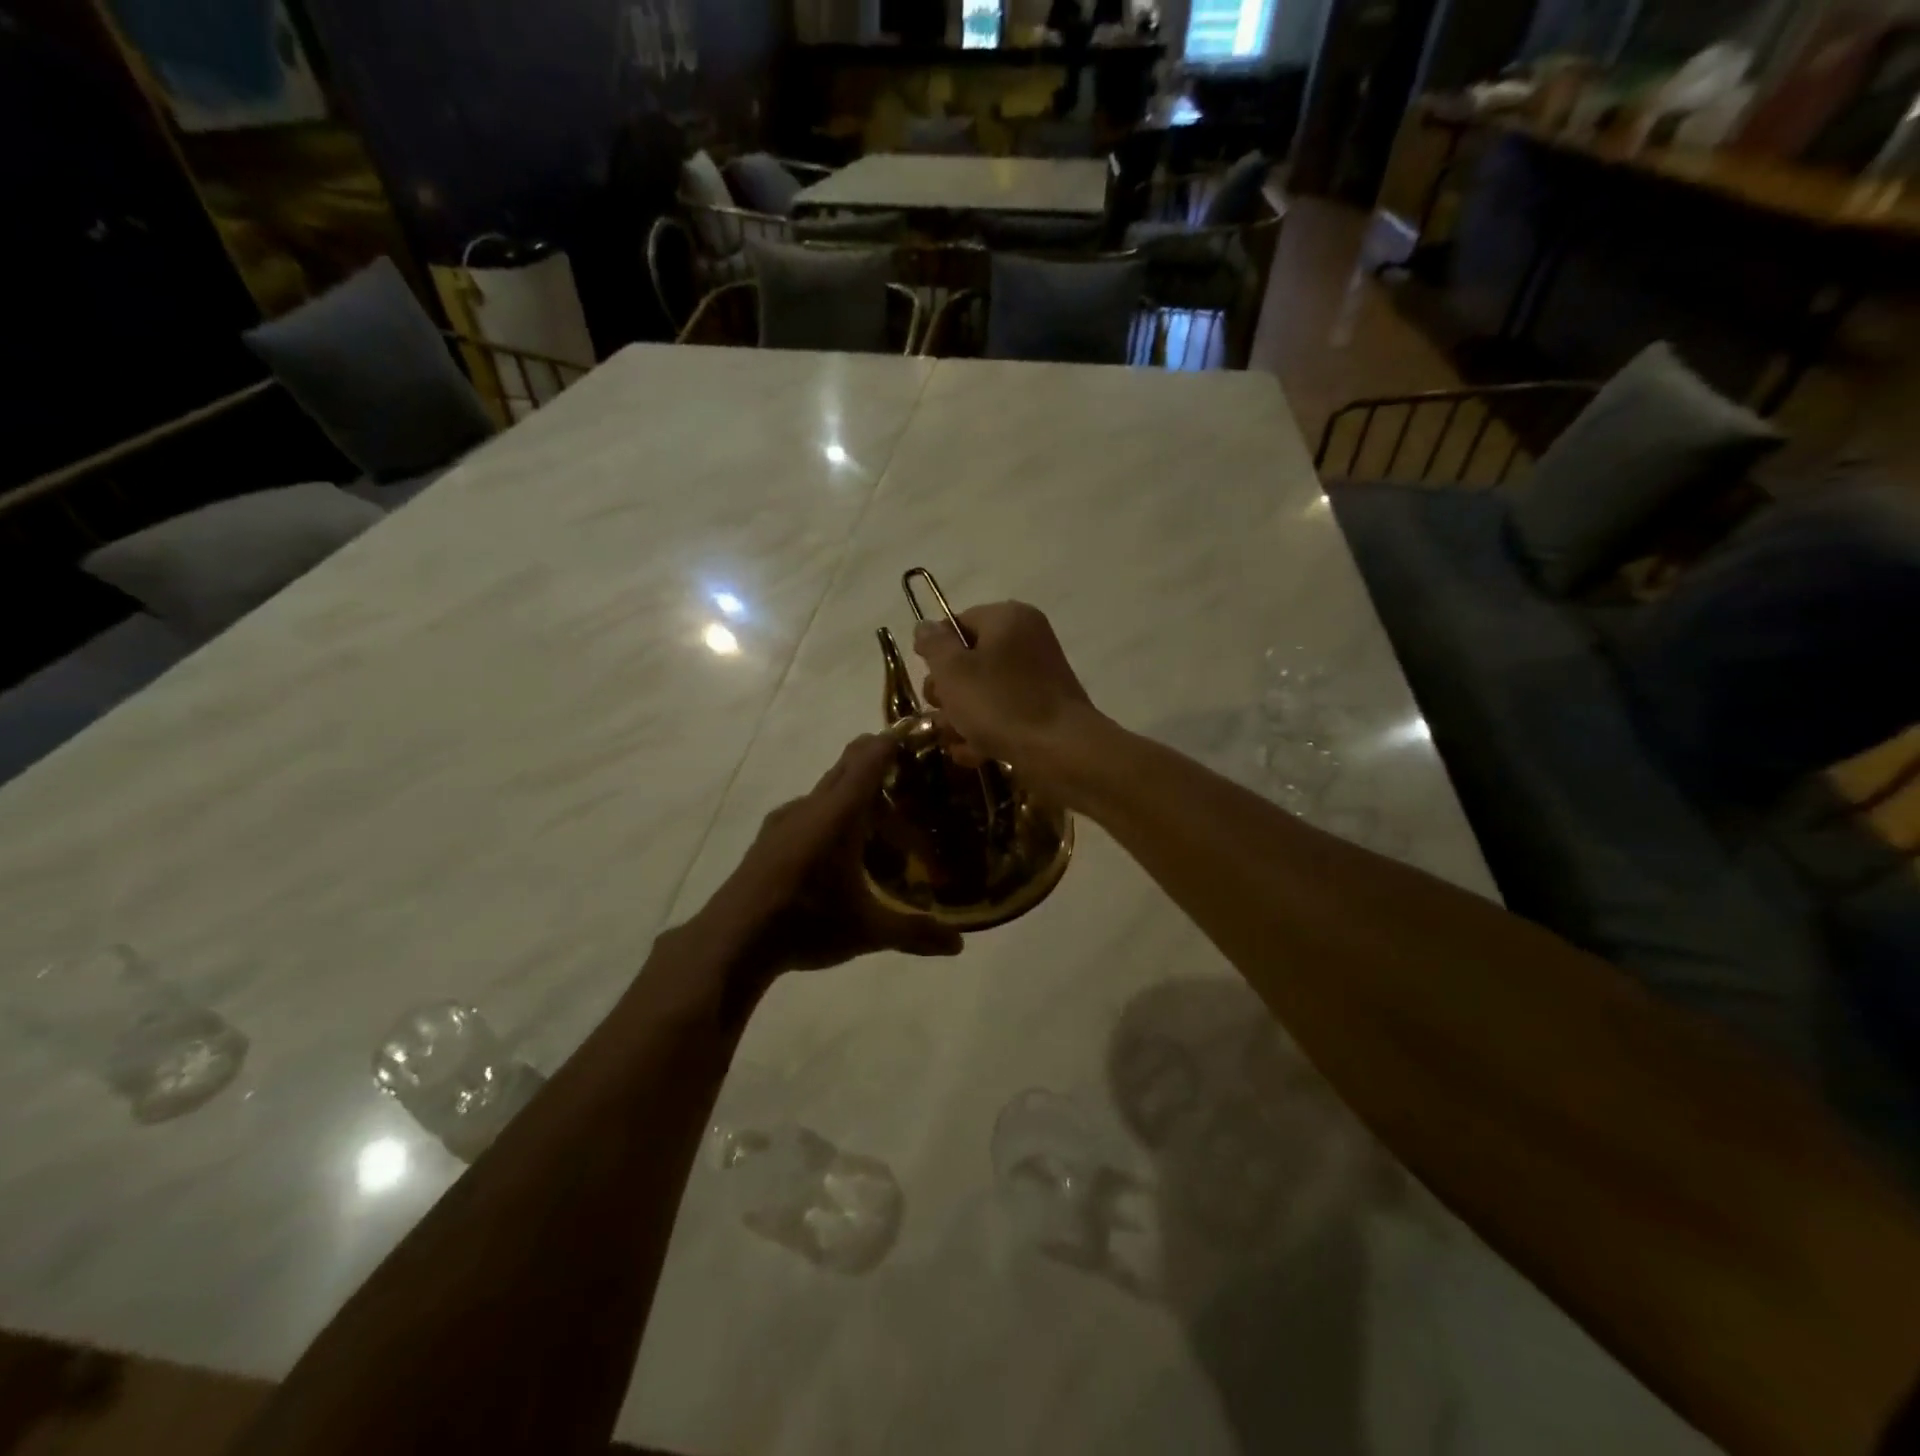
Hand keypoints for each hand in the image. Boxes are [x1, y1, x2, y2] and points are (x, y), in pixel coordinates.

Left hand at [697, 735, 964, 986]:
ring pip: (828, 791)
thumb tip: (960, 946)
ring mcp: (785, 820)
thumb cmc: (806, 923)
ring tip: (883, 826)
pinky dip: (833, 817)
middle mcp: (812, 806)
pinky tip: (841, 854)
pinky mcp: (770, 839)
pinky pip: (810, 812)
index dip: (896, 740)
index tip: (921, 732)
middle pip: (849, 765)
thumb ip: (915, 932)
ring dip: (856, 796)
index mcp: (839, 813)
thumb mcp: (867, 931)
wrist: (730, 942)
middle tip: (914, 782)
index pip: (871, 757)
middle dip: (881, 765)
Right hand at [912, 602, 1102, 790]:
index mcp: (1008, 618)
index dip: (936, 653)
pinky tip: (971, 754)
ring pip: (984, 692)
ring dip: (961, 717)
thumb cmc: (1001, 703)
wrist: (1061, 751)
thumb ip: (934, 645)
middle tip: (940, 713)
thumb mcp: (954, 671)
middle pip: (969, 660)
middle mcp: (1026, 640)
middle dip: (947, 692)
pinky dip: (985, 731)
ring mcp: (1037, 677)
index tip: (929, 681)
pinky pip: (1003, 714)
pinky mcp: (1043, 710)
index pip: (958, 624)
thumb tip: (925, 627)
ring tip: (954, 740)